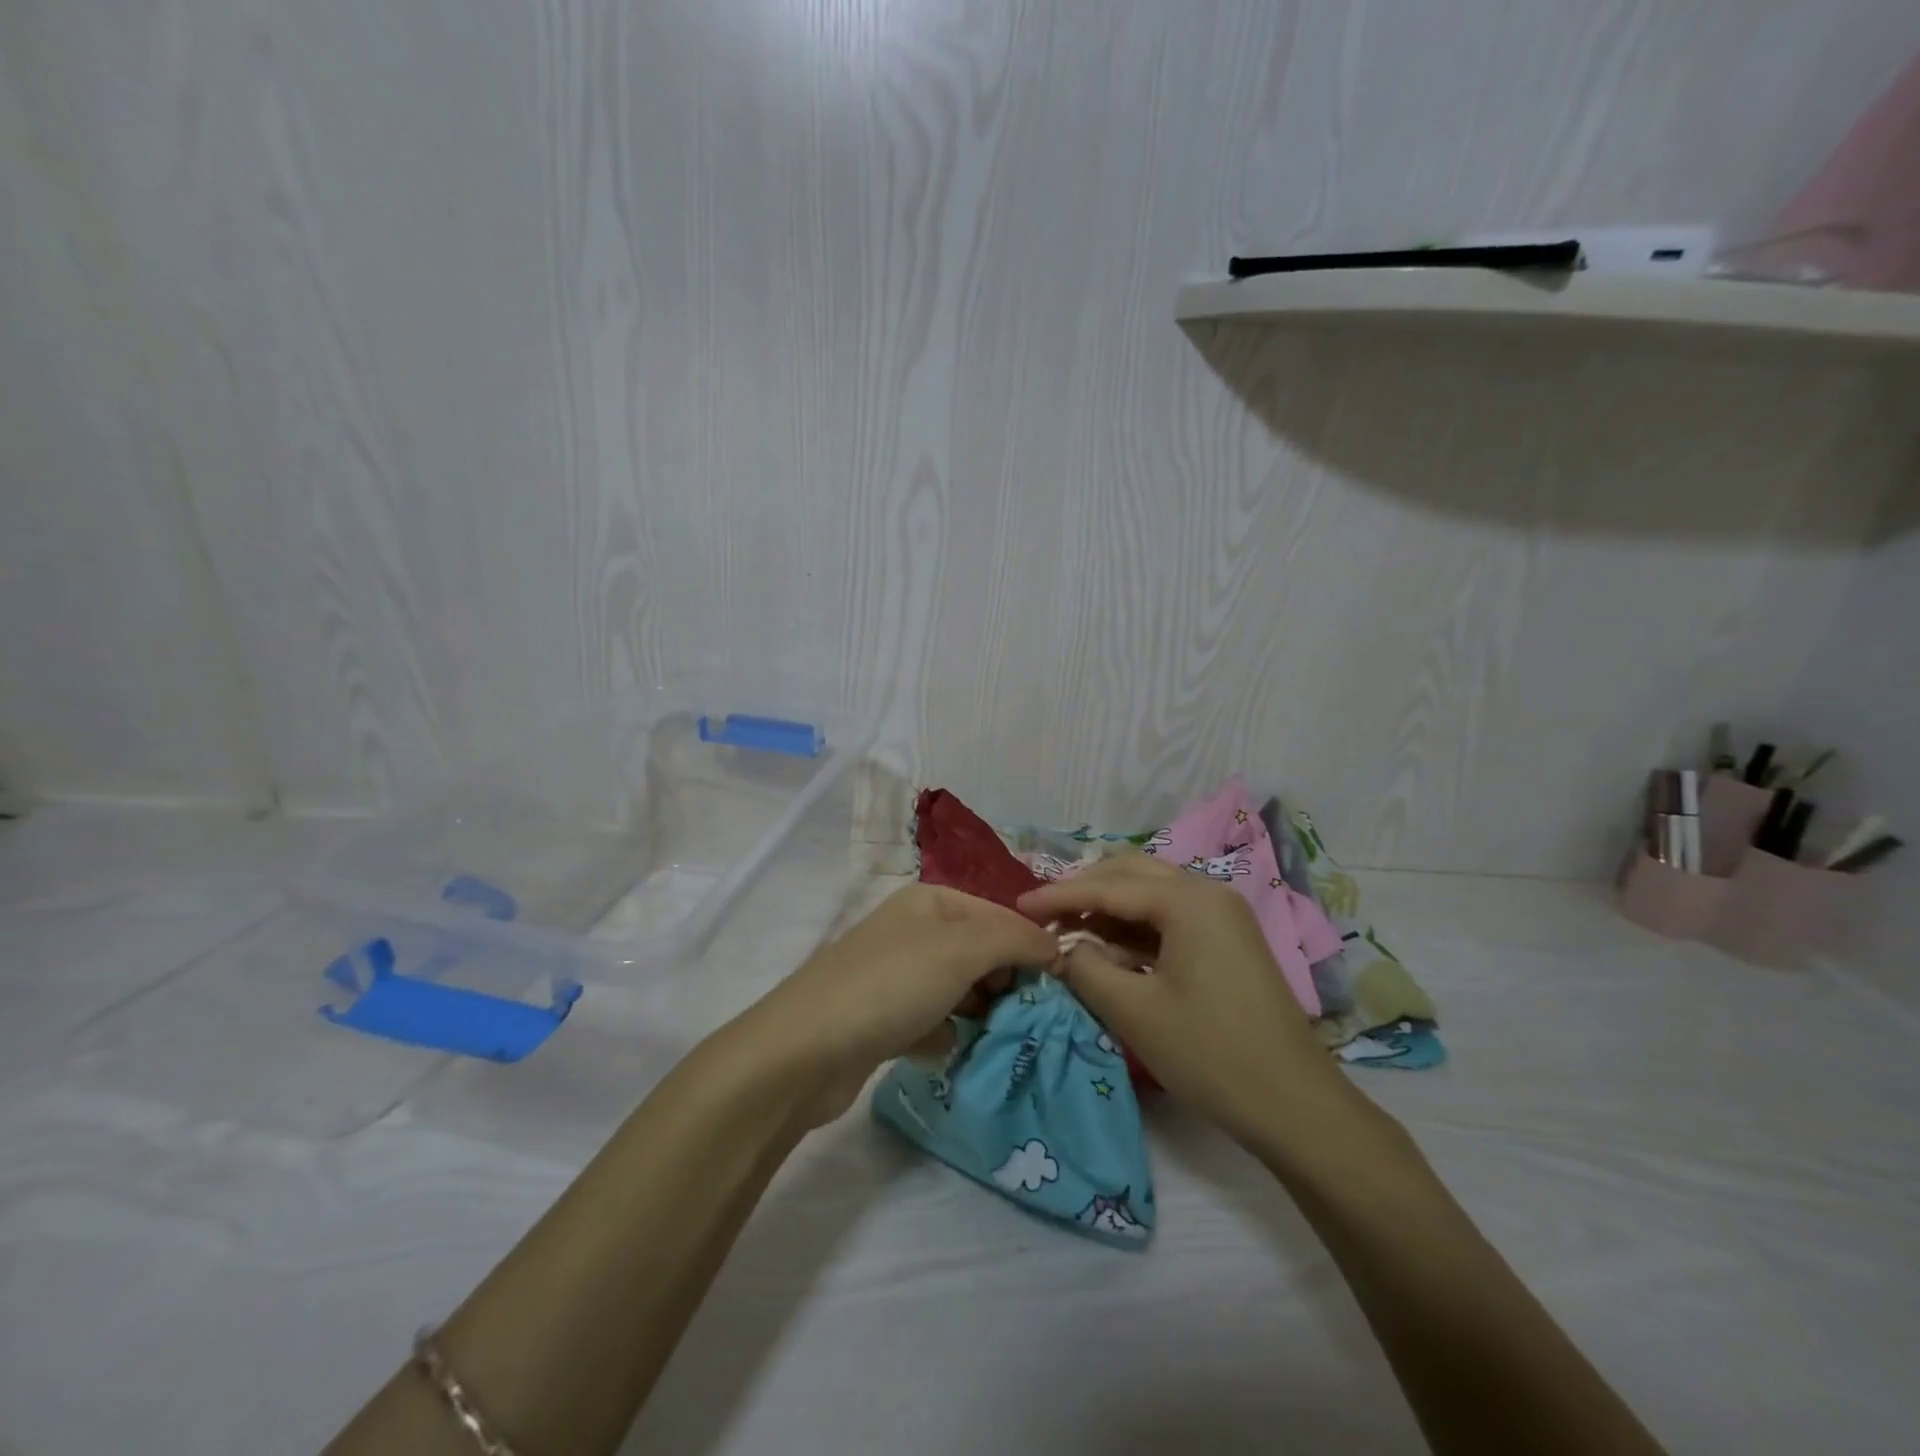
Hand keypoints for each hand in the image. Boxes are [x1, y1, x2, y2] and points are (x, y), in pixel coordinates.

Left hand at [738, 884, 1058, 1124]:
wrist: (805, 1051)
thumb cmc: (891, 986)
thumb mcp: (962, 949)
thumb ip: (1016, 940)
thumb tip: (1058, 947)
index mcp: (931, 902)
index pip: (1001, 915)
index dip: (1031, 946)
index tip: (1060, 987)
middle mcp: (914, 931)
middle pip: (982, 952)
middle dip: (1005, 982)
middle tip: (1022, 1015)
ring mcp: (896, 975)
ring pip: (960, 990)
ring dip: (979, 1013)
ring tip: (992, 1035)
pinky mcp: (883, 1019)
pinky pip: (933, 1022)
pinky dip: (944, 1036)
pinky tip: (943, 1051)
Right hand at [1018, 856, 1360, 1152]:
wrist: (1296, 1106)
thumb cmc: (1211, 1054)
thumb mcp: (1134, 1012)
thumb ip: (1086, 969)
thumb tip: (1060, 949)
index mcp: (1188, 900)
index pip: (1108, 886)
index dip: (1058, 896)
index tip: (1018, 907)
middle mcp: (1207, 893)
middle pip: (1131, 874)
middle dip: (1084, 891)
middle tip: (1044, 917)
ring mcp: (1222, 917)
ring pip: (1151, 895)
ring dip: (1108, 909)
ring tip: (1069, 934)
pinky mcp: (1227, 942)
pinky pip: (1170, 919)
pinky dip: (1134, 930)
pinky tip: (1109, 952)